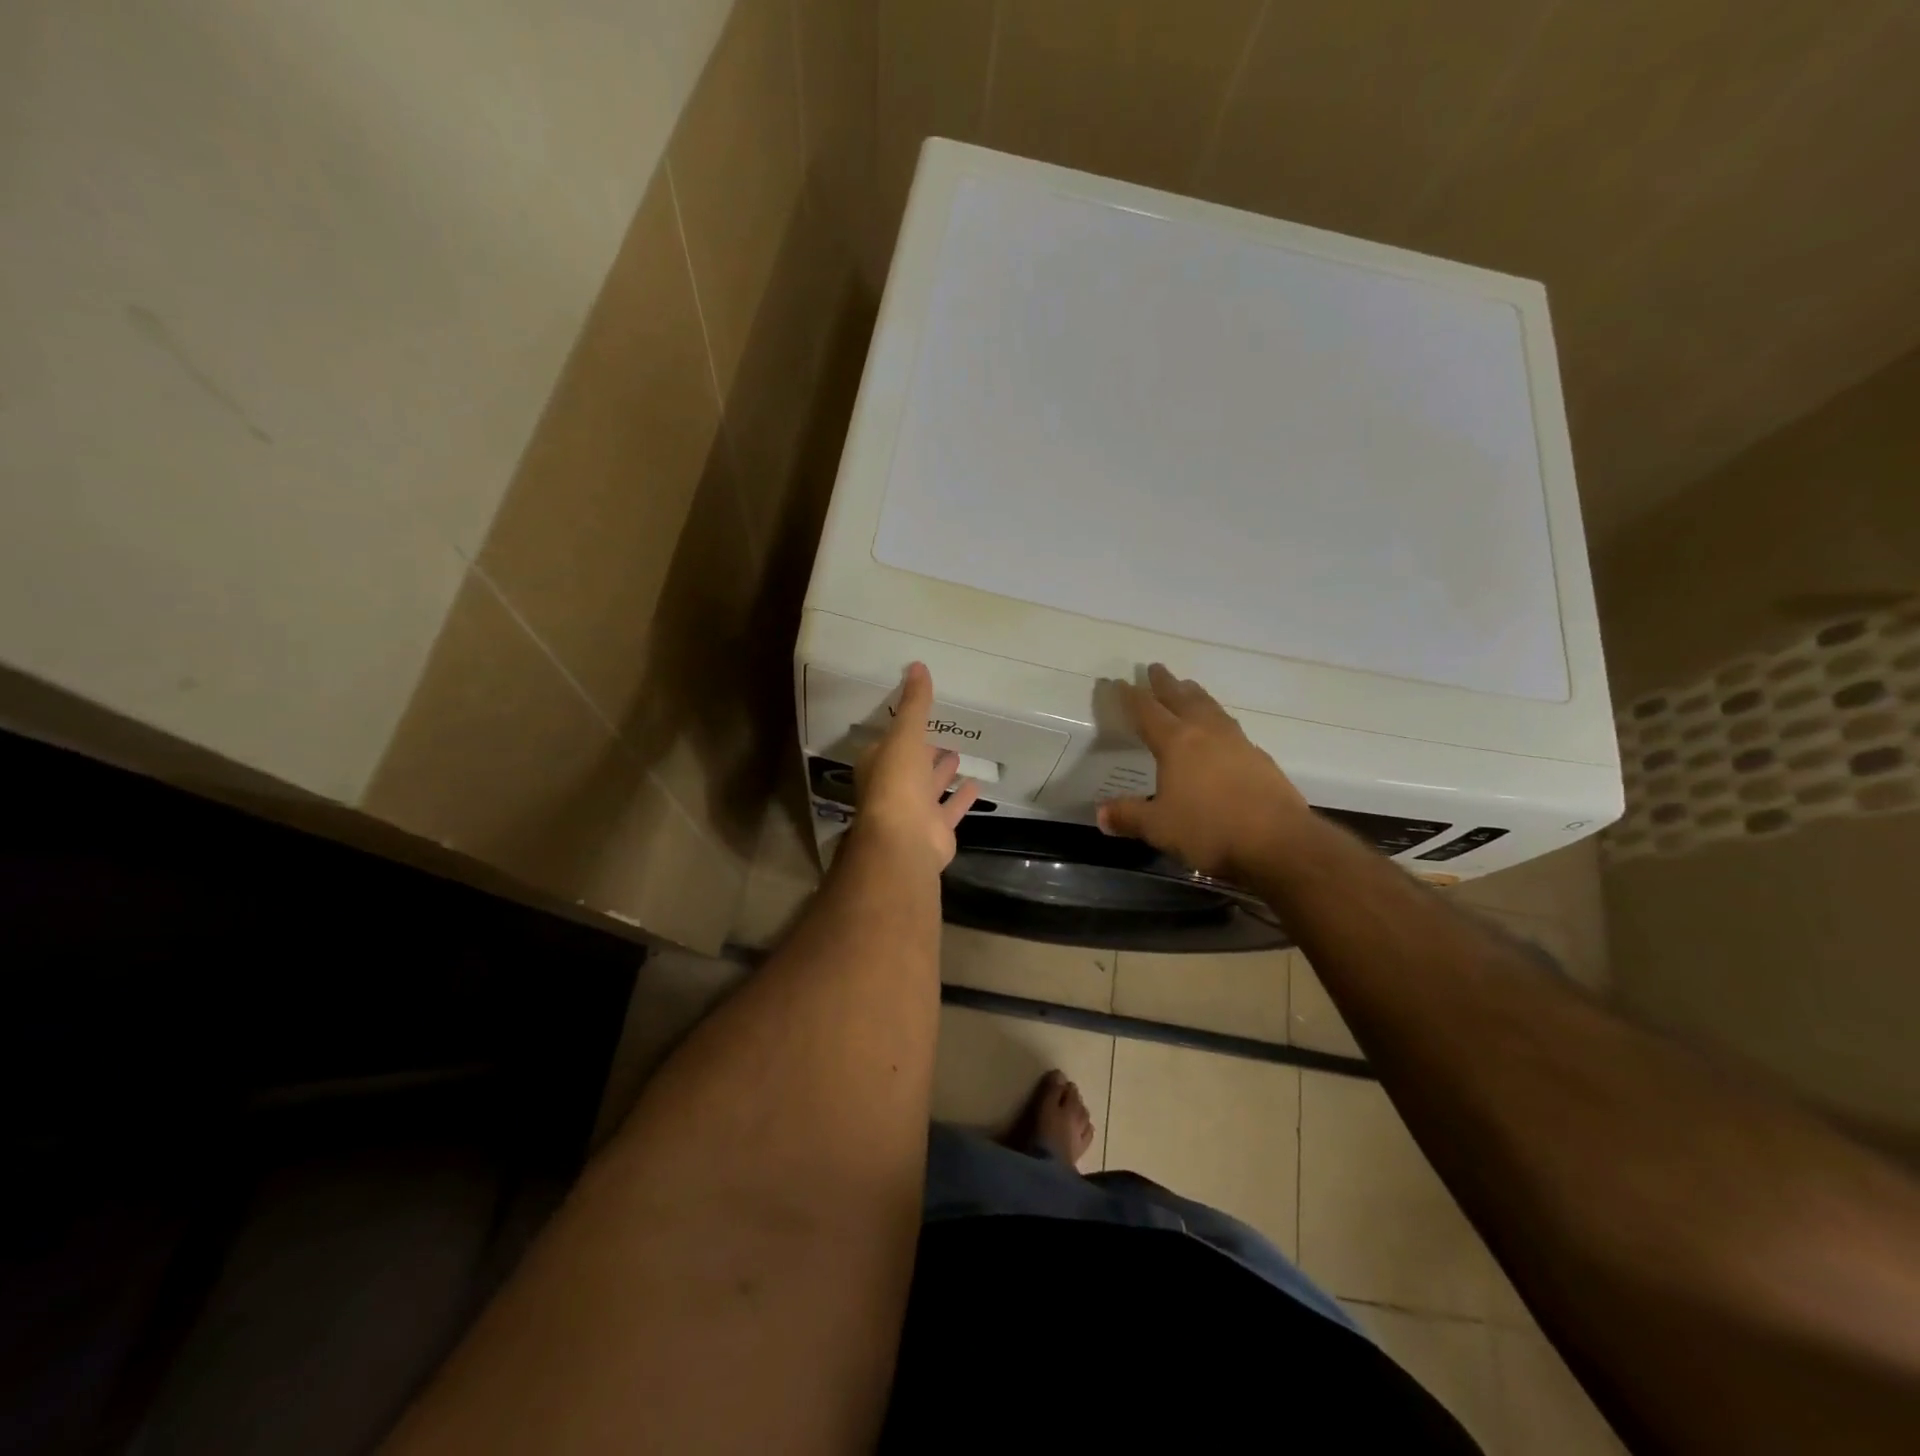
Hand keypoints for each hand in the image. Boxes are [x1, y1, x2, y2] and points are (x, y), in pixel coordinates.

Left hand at [853, 663, 979, 869]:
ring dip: (942, 772)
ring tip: (960, 753)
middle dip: (925, 751)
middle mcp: (894, 787)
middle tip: (944, 734)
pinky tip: (977, 784)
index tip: (920, 716)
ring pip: (930, 787)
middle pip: (911, 765)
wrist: (905, 839)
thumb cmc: (897, 782)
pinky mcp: (935, 829)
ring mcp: (914, 811)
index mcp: (879, 764)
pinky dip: (961, 797)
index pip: (890, 742)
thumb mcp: (905, 734)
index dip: (904, 730)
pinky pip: (950, 808)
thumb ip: (915, 704)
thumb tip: (917, 665)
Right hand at [1097, 664, 1313, 882]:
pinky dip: (1219, 720)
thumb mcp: (1159, 827)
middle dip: (1166, 683)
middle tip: (1156, 667)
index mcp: (1176, 743)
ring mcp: (1237, 743)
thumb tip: (1101, 814)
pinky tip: (1221, 731)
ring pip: (1211, 708)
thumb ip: (1129, 816)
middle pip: (1182, 698)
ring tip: (1189, 687)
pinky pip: (1232, 728)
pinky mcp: (1260, 759)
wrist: (1279, 843)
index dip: (1131, 696)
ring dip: (1196, 695)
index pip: (1147, 711)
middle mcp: (1206, 733)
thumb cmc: (1209, 830)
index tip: (1120, 681)